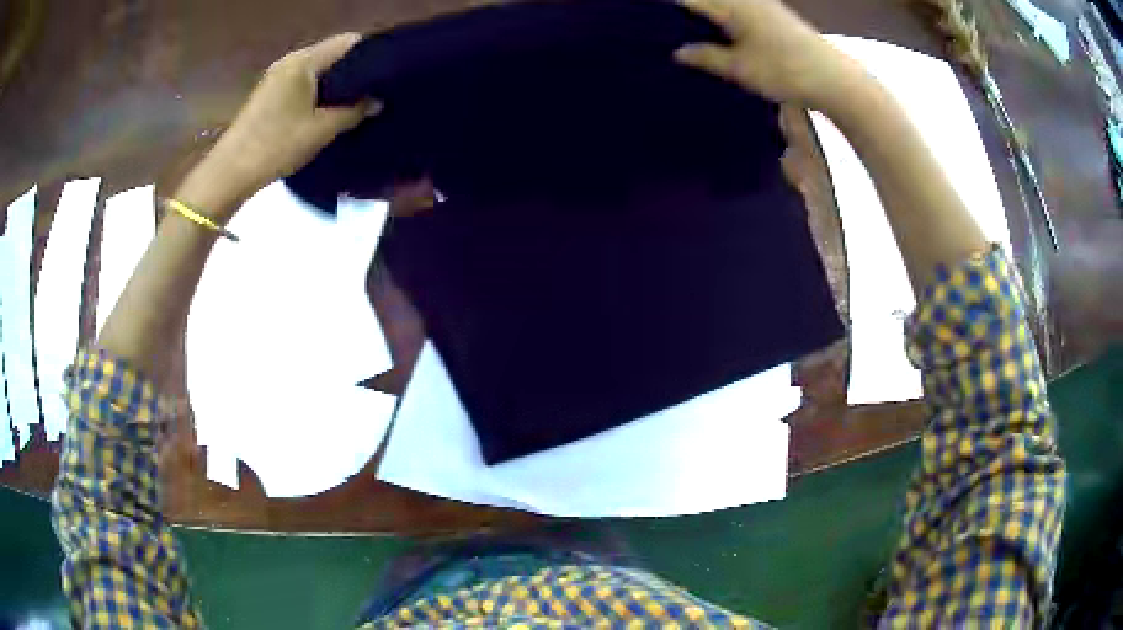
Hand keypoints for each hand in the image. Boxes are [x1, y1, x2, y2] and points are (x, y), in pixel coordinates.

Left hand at [185, 33, 377, 214]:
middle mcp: (290, 61)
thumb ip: (354, 111)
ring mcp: (277, 77)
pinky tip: (329, 111)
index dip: (371, 54)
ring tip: (357, 103)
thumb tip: (377, 101)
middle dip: (354, 71)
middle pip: (332, 55)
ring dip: (336, 85)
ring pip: (318, 71)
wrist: (230, 172)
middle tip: (377, 91)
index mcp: (304, 61)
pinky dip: (319, 93)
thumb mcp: (321, 130)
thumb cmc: (276, 145)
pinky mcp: (269, 94)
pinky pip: (303, 83)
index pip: (347, 43)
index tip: (388, 73)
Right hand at [674, 0, 861, 107]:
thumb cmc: (785, 71)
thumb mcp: (740, 68)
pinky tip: (715, 31)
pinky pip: (739, 9)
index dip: (668, 5)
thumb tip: (678, 52)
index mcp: (733, 5)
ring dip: (705, 12)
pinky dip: (723, 16)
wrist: (835, 79)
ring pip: (724, 3)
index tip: (646, 14)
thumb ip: (706, 57)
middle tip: (662, 25)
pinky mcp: (775, 15)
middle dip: (686, 8)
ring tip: (685, 28)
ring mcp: (763, 5)